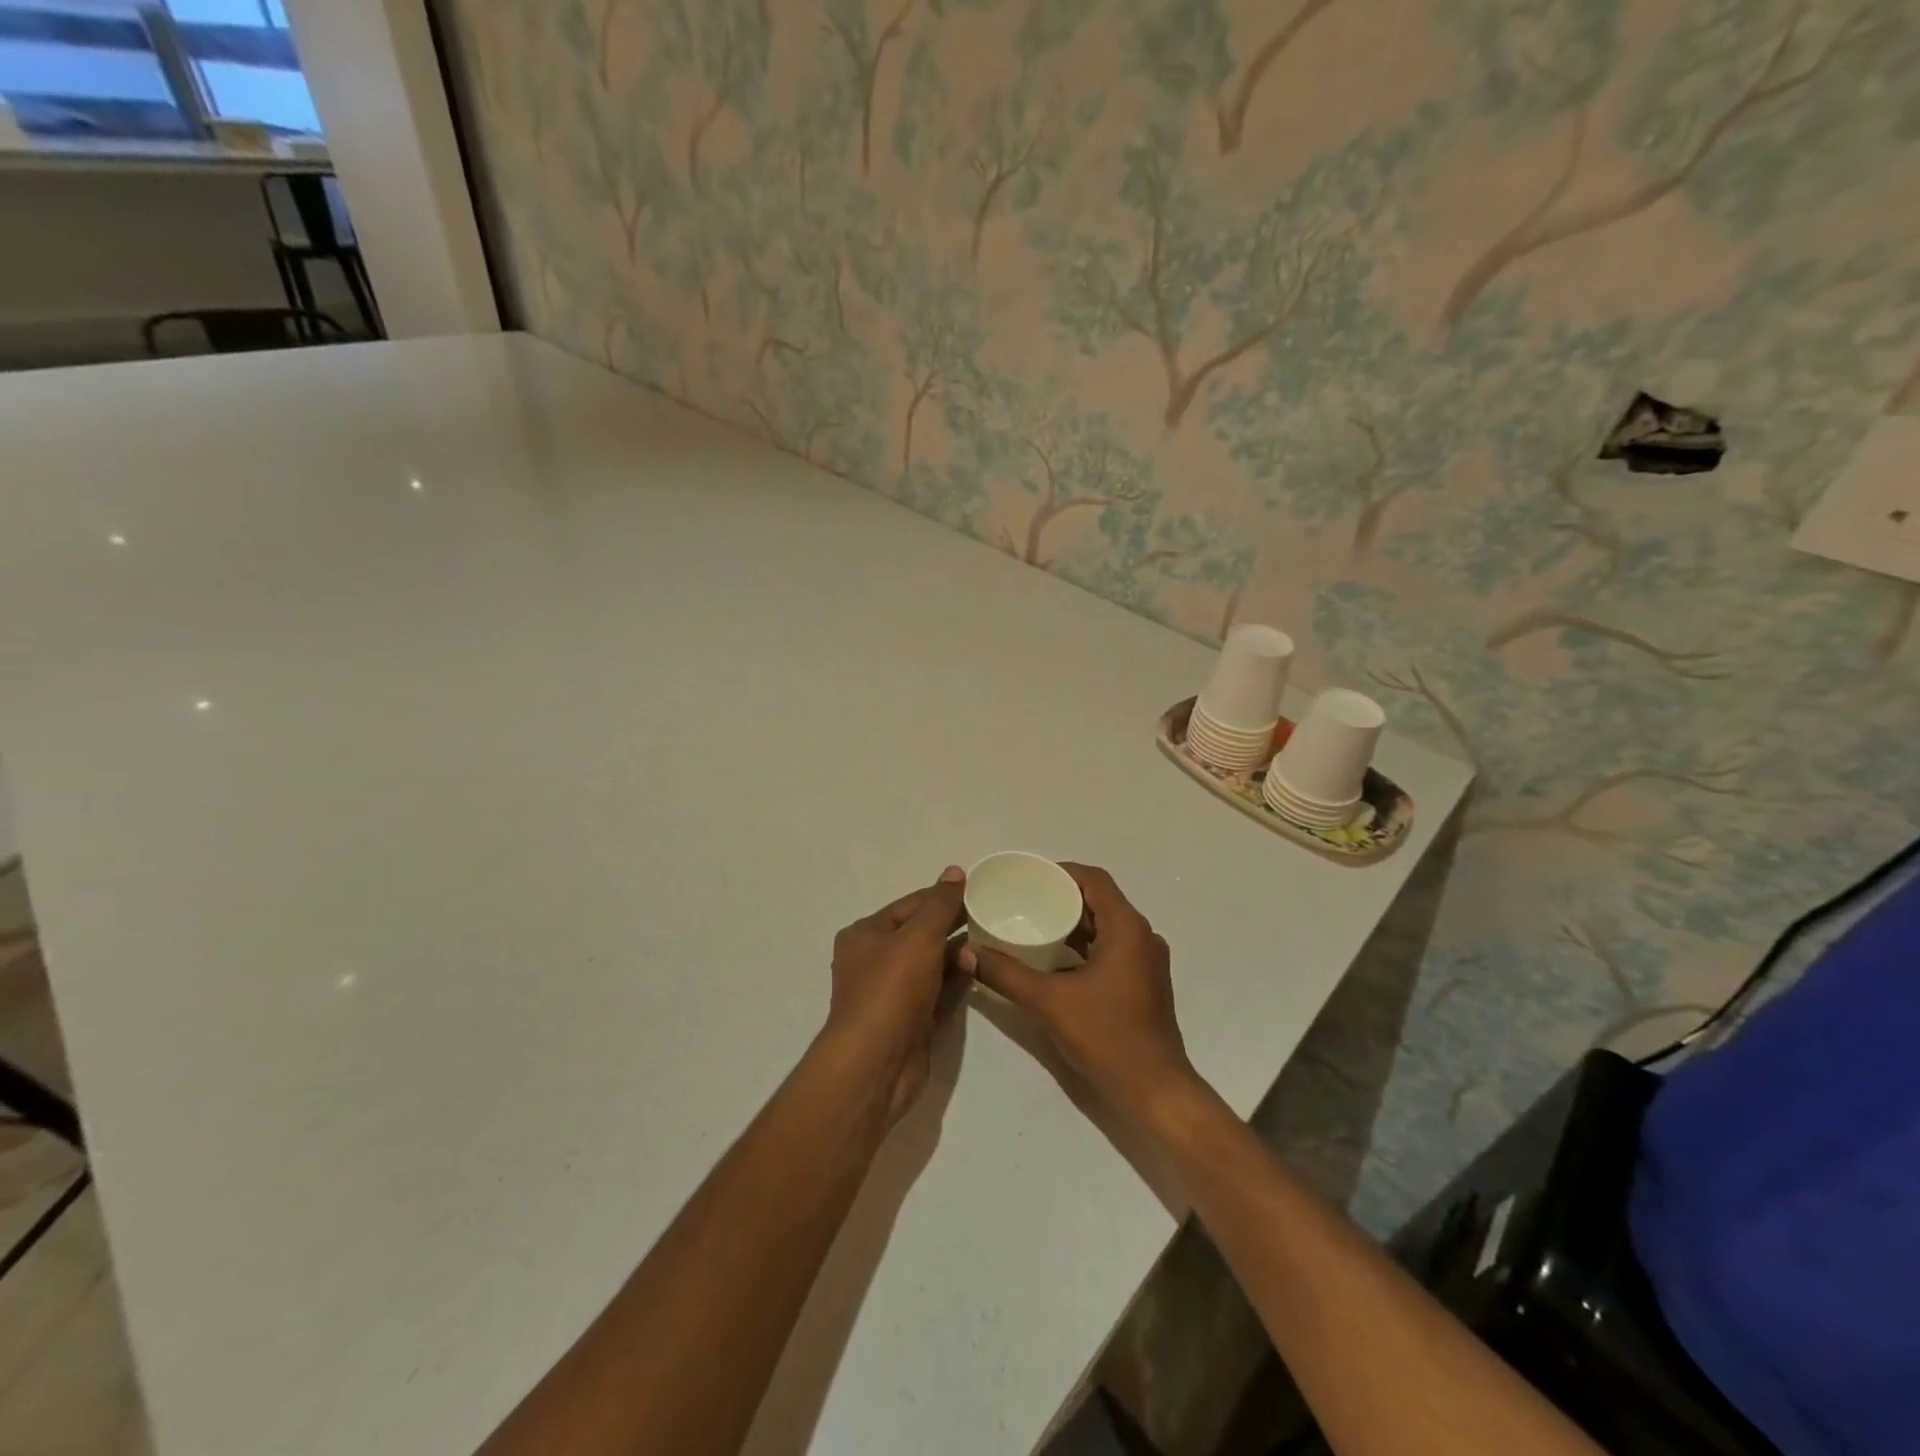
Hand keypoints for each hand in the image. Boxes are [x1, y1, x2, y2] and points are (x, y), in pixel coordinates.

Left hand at [825, 866, 970, 1120]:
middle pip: (921, 935)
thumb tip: (955, 871)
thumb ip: (940, 904)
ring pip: (931, 965)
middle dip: (953, 926)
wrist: (876, 1063)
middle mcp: (875, 961)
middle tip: (992, 916)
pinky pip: (938, 993)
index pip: (910, 905)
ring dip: (957, 955)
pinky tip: (981, 971)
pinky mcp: (911, 1021)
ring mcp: (892, 994)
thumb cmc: (892, 989)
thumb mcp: (919, 937)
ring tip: (992, 942)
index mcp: (866, 935)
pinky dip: (957, 982)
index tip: (978, 890)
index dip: (942, 896)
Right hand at [960, 863, 1196, 1121]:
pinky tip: (1053, 959)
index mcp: (1127, 928)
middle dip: (1062, 897)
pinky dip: (1083, 945)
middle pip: (1100, 900)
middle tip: (1024, 900)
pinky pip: (1110, 947)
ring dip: (1073, 922)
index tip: (1030, 877)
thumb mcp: (1049, 1002)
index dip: (1062, 872)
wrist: (1154, 1090)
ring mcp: (1146, 961)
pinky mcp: (1143, 982)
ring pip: (1106, 926)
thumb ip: (1005, 974)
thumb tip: (967, 952)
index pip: (1094, 880)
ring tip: (1033, 924)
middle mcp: (1141, 936)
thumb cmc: (1107, 1036)